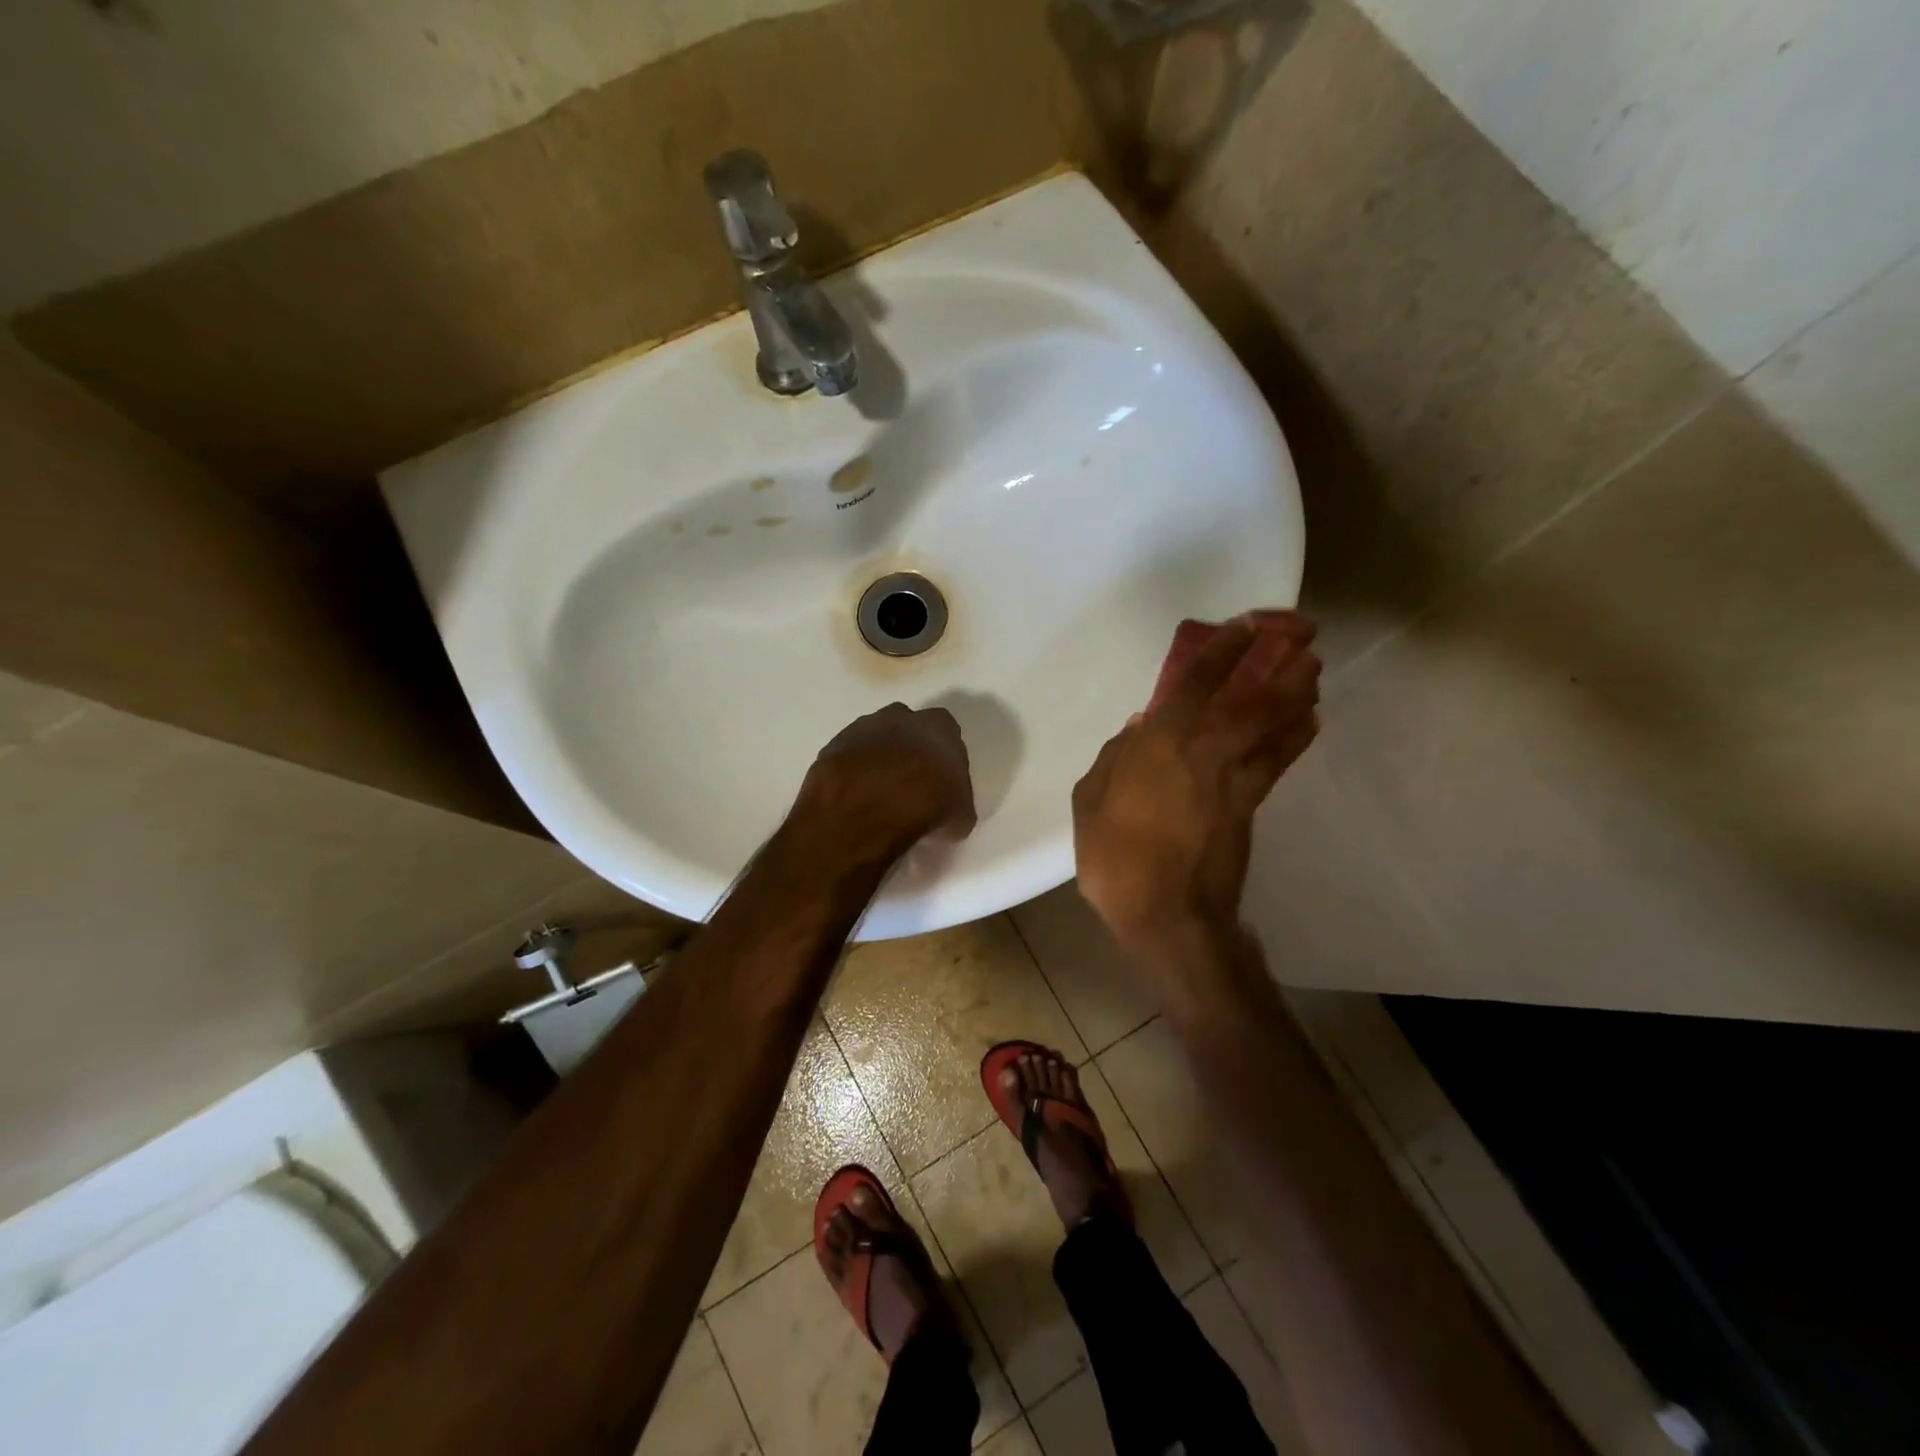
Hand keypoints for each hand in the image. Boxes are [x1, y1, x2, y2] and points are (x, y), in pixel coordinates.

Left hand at [795, 702, 976, 856]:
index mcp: (939, 726)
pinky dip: (852, 773)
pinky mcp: (833, 745)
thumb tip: (950, 810)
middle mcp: (901, 716)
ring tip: (878, 794)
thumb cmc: (927, 804)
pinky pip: (848, 757)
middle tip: (909, 784)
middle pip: (908, 729)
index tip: (941, 781)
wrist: (868, 805)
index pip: (946, 733)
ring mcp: (862, 727)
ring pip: (874, 739)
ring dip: (877, 760)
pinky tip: (855, 798)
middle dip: (908, 750)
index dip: (943, 758)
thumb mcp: (960, 815)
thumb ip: (957, 802)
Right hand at [1073, 612, 1320, 961]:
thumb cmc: (1116, 858)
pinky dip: (1295, 737)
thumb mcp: (1089, 804)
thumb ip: (1113, 759)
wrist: (1168, 915)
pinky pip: (1278, 761)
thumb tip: (1137, 729)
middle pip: (1254, 700)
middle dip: (1281, 667)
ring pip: (1274, 728)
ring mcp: (1233, 779)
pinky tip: (1307, 722)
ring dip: (1297, 696)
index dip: (1223, 651)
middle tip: (1303, 641)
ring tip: (1313, 673)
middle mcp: (1205, 751)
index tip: (1244, 627)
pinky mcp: (1250, 806)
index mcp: (1160, 744)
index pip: (1197, 684)